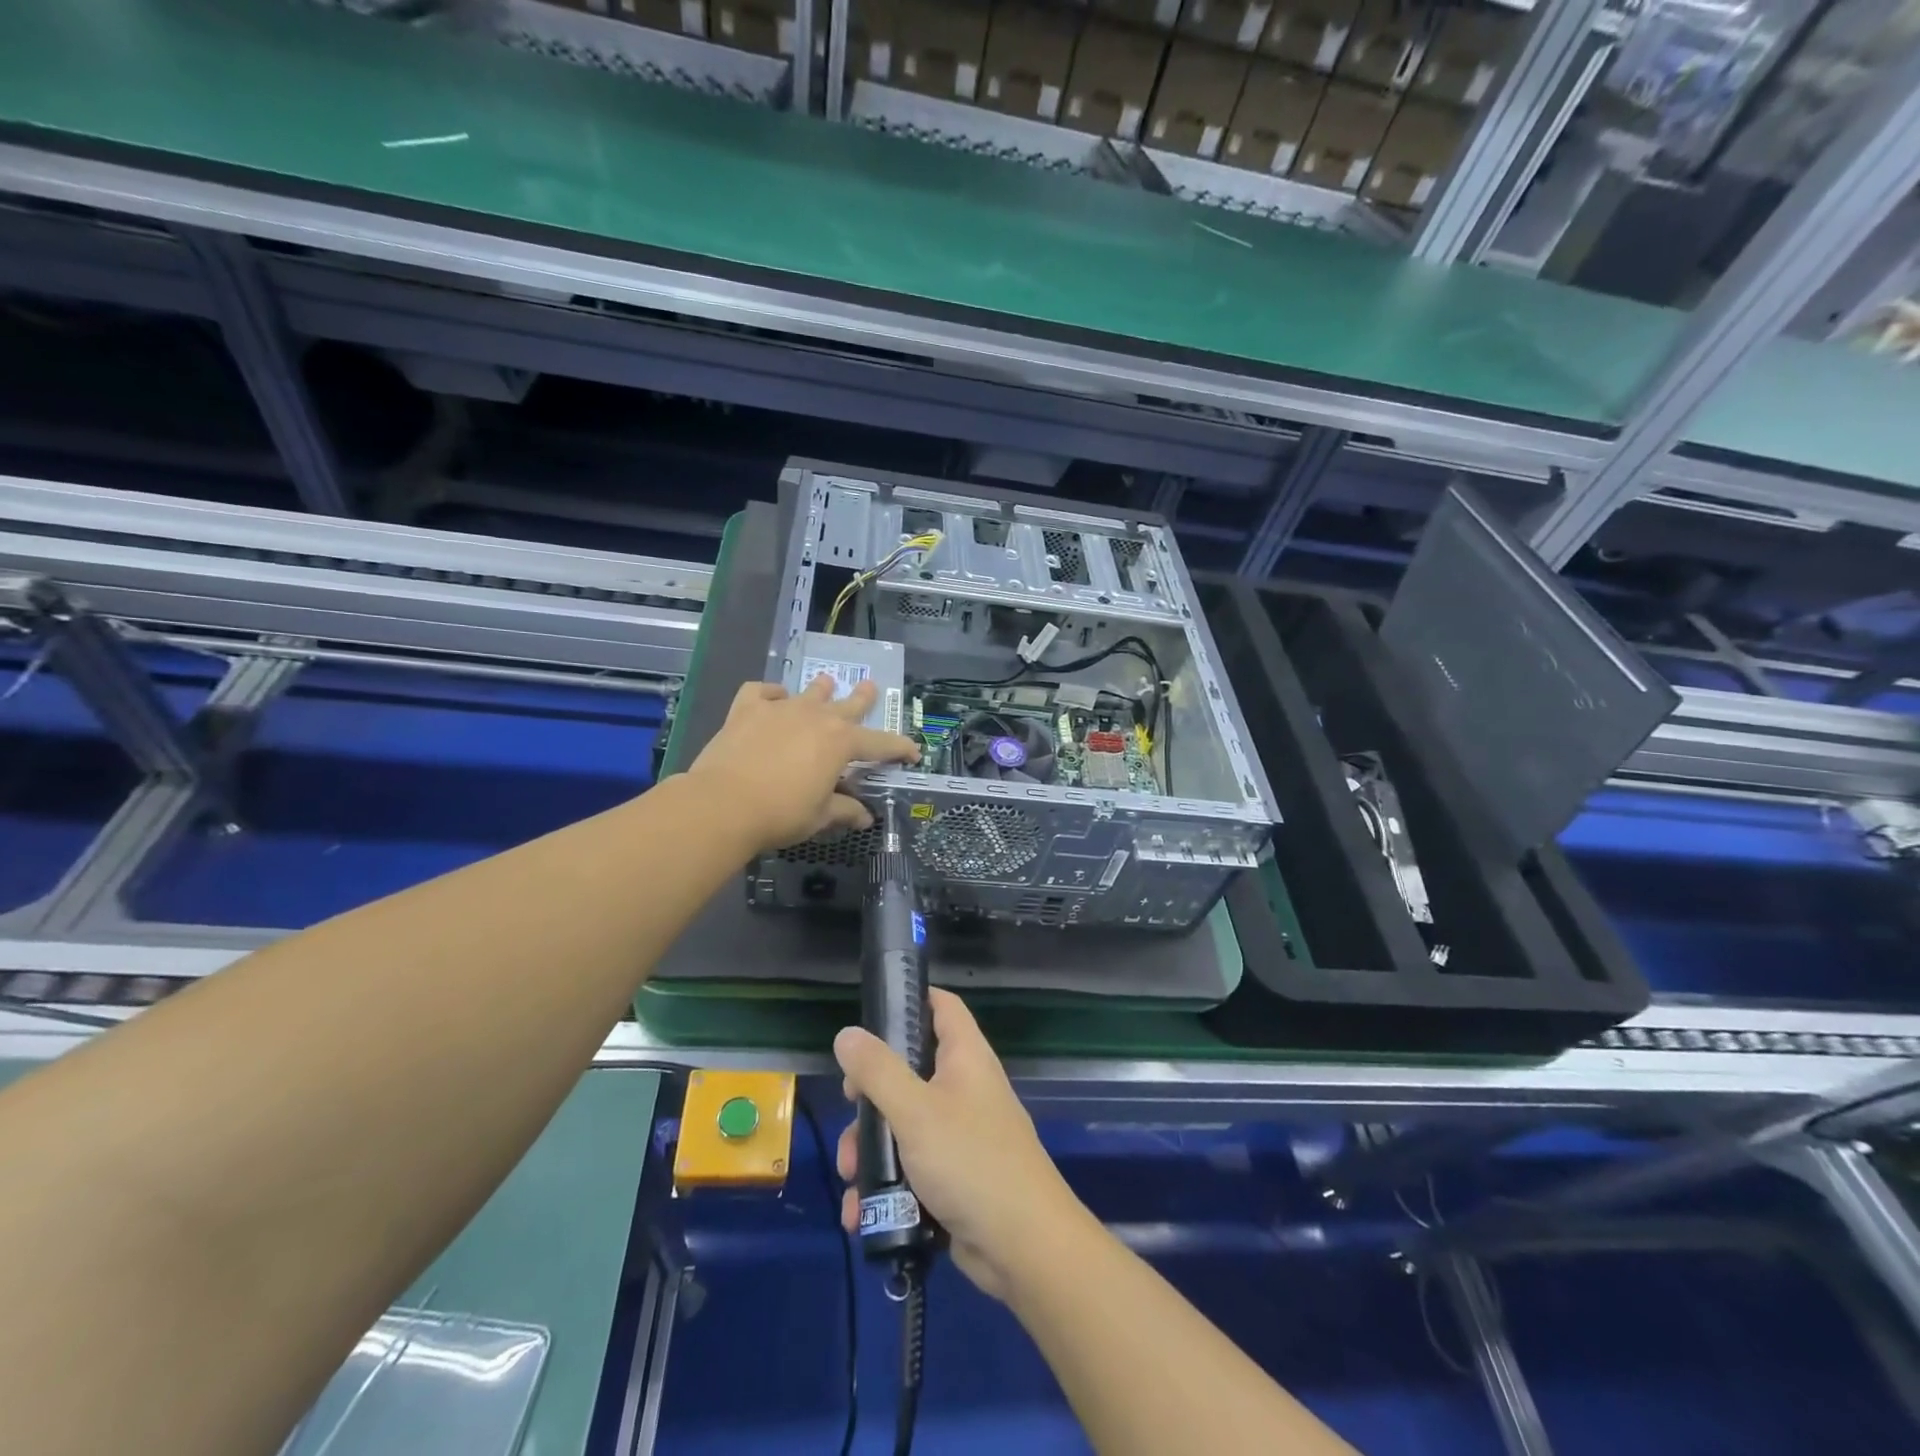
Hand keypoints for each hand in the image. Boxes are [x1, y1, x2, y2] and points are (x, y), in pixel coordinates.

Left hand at [685, 676, 918, 851]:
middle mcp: (816, 717)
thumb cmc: (781, 813)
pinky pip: (761, 691)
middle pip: (848, 704)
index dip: (900, 749)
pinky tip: (772, 698)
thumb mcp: (819, 816)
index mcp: (841, 743)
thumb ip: (845, 811)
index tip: (913, 752)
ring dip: (821, 689)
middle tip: (871, 686)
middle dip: (863, 697)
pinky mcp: (747, 709)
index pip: (881, 744)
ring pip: (809, 692)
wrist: (724, 803)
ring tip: (827, 683)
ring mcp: (781, 709)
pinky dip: (769, 693)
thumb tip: (865, 817)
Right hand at [835, 989, 1085, 1302]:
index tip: (873, 1015)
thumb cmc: (970, 1160)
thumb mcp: (915, 1110)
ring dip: (871, 1149)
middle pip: (910, 1071)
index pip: (942, 1006)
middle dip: (872, 1095)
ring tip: (849, 1177)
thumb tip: (847, 1033)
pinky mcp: (954, 1178)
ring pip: (904, 1125)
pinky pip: (911, 1169)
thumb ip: (877, 1071)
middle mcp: (965, 1087)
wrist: (1023, 1246)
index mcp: (965, 1056)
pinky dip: (885, 1186)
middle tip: (850, 1109)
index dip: (911, 1000)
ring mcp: (961, 1134)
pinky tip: (860, 1213)